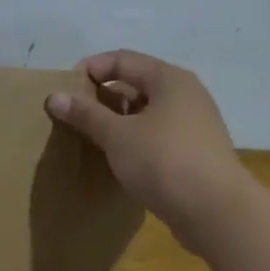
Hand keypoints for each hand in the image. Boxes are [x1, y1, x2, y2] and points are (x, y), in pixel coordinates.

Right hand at [45, 49, 248, 243]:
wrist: (215, 211)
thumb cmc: (163, 161)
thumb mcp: (117, 135)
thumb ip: (86, 114)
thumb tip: (54, 96)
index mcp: (169, 79)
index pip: (122, 59)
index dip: (90, 69)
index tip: (64, 92)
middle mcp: (185, 94)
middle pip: (136, 83)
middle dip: (102, 96)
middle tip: (74, 116)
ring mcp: (193, 124)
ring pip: (147, 112)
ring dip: (118, 120)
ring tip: (91, 138)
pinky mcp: (194, 152)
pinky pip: (157, 135)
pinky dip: (134, 139)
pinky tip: (118, 158)